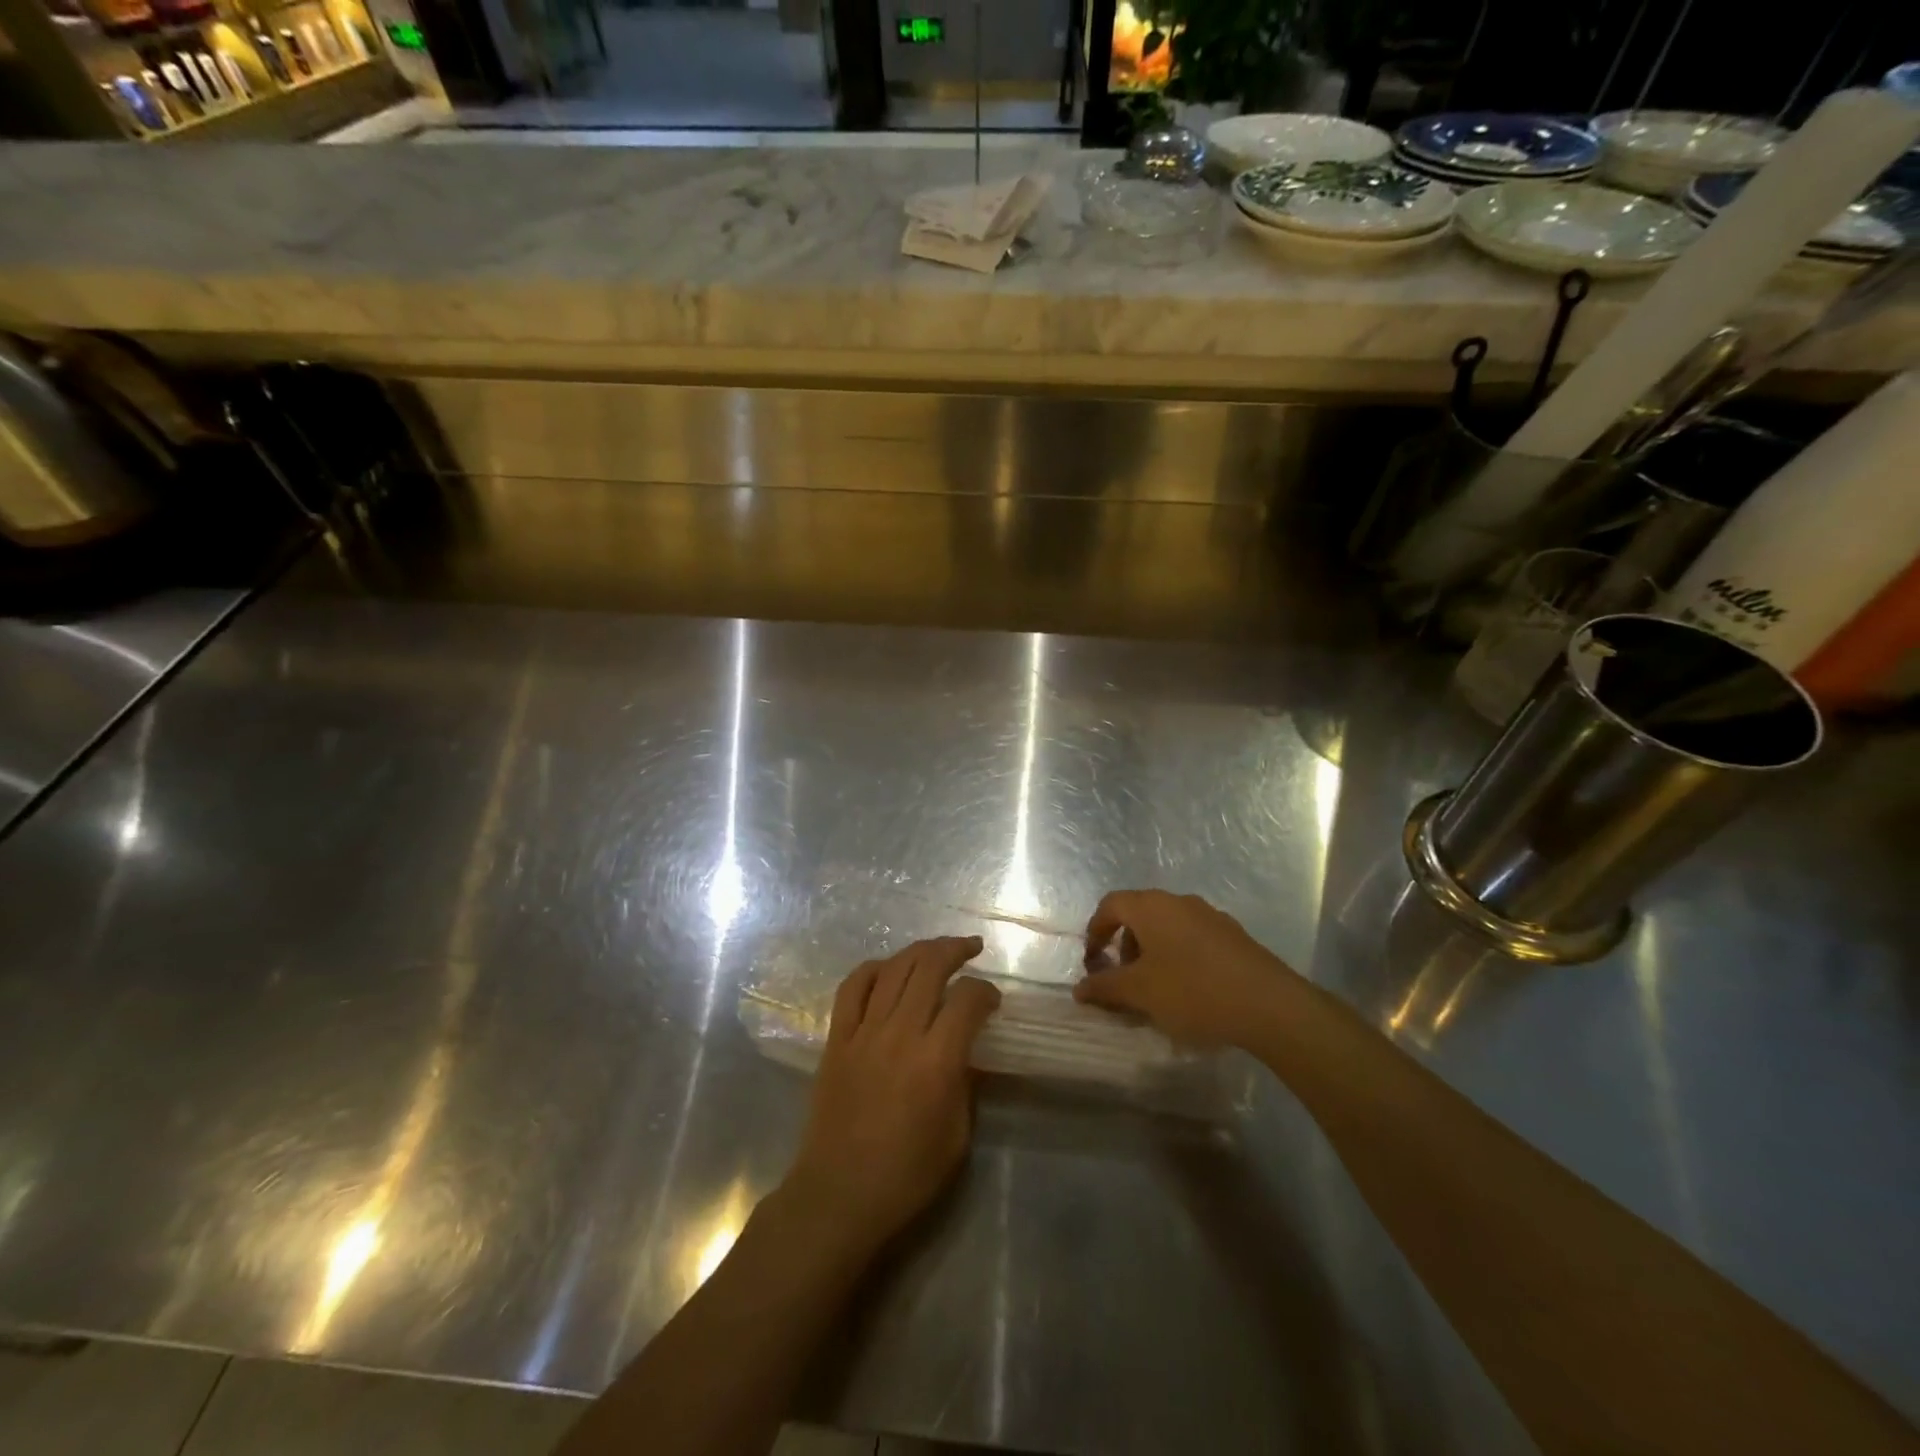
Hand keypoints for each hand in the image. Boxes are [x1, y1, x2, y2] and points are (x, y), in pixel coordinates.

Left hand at [782, 936, 1000, 1255]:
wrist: (838, 1195)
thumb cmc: (907, 1175)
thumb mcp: (957, 1136)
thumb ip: (965, 1083)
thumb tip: (966, 1048)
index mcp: (936, 1062)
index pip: (967, 1000)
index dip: (985, 991)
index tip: (993, 999)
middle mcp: (900, 1034)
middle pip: (930, 967)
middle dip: (956, 950)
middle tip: (972, 949)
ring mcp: (863, 1032)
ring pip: (894, 968)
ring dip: (920, 950)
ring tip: (938, 949)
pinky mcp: (836, 1038)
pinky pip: (852, 987)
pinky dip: (873, 968)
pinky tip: (889, 968)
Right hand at [1073, 890, 1295, 1047]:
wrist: (1269, 1004)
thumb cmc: (1193, 991)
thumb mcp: (1140, 993)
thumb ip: (1105, 987)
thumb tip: (1079, 988)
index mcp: (1151, 906)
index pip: (1110, 905)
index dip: (1095, 931)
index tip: (1092, 961)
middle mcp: (1179, 902)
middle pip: (1139, 914)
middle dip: (1124, 944)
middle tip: (1122, 978)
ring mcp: (1210, 916)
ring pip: (1167, 927)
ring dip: (1152, 952)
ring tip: (1154, 988)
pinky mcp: (1233, 936)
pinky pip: (1192, 939)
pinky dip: (1178, 957)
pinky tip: (1187, 990)